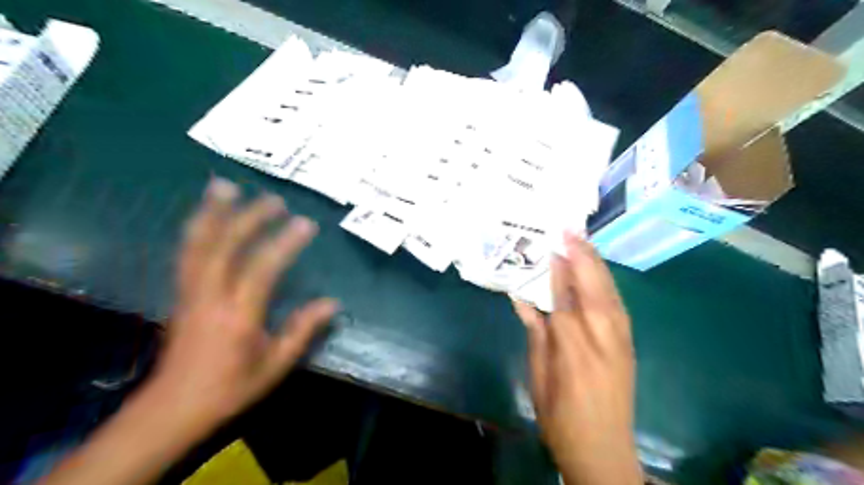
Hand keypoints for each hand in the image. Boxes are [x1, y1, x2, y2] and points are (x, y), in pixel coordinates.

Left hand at [142, 179, 335, 437]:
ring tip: (225, 187)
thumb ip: (303, 331)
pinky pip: (187, 254)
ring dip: (212, 214)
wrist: (174, 407)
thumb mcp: (275, 365)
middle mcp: (210, 298)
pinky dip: (196, 229)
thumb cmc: (231, 387)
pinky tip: (205, 214)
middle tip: (274, 199)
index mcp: (237, 317)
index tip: (305, 224)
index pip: (262, 270)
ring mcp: (191, 293)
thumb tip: (332, 303)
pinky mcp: (182, 293)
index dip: (284, 244)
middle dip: (249, 219)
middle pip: (224, 248)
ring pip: (197, 245)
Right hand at [511, 233, 639, 482]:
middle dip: (582, 257)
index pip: (564, 299)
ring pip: (610, 293)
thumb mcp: (539, 377)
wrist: (604, 450)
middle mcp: (602, 339)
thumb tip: (523, 300)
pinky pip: (618, 306)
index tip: (549, 245)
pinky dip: (607, 283)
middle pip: (593, 289)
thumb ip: (536, 334)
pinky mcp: (629, 345)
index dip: (557, 271)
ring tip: (583, 241)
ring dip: (596, 264)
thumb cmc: (561, 417)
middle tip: (569, 230)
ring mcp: (621, 341)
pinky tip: (598, 271)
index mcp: (574, 350)